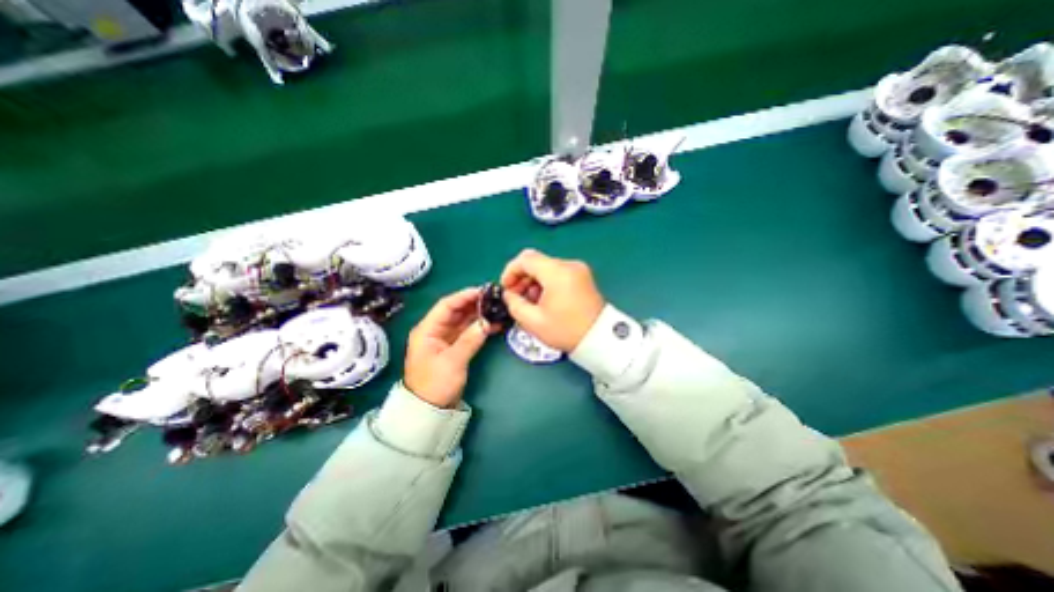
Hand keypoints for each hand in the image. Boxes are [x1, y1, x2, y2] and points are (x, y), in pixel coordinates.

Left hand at [405, 290, 493, 408]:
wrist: (429, 410)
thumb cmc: (435, 385)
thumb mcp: (452, 361)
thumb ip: (470, 340)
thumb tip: (487, 322)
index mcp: (427, 330)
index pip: (446, 306)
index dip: (464, 296)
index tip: (483, 291)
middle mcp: (435, 330)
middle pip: (455, 311)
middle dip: (473, 303)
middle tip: (493, 298)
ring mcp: (445, 339)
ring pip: (463, 320)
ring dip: (478, 314)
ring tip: (496, 307)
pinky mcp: (453, 347)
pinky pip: (467, 332)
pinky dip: (479, 327)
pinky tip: (493, 324)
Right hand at [504, 247, 609, 350]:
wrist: (599, 338)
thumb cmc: (566, 330)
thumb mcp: (533, 321)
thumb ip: (514, 304)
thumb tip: (509, 294)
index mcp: (557, 272)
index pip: (525, 259)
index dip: (510, 271)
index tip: (506, 287)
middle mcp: (569, 265)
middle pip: (536, 262)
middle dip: (522, 278)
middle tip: (516, 297)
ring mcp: (578, 269)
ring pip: (546, 267)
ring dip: (534, 281)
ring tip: (531, 303)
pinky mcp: (583, 276)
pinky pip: (558, 273)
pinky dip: (547, 283)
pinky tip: (545, 300)